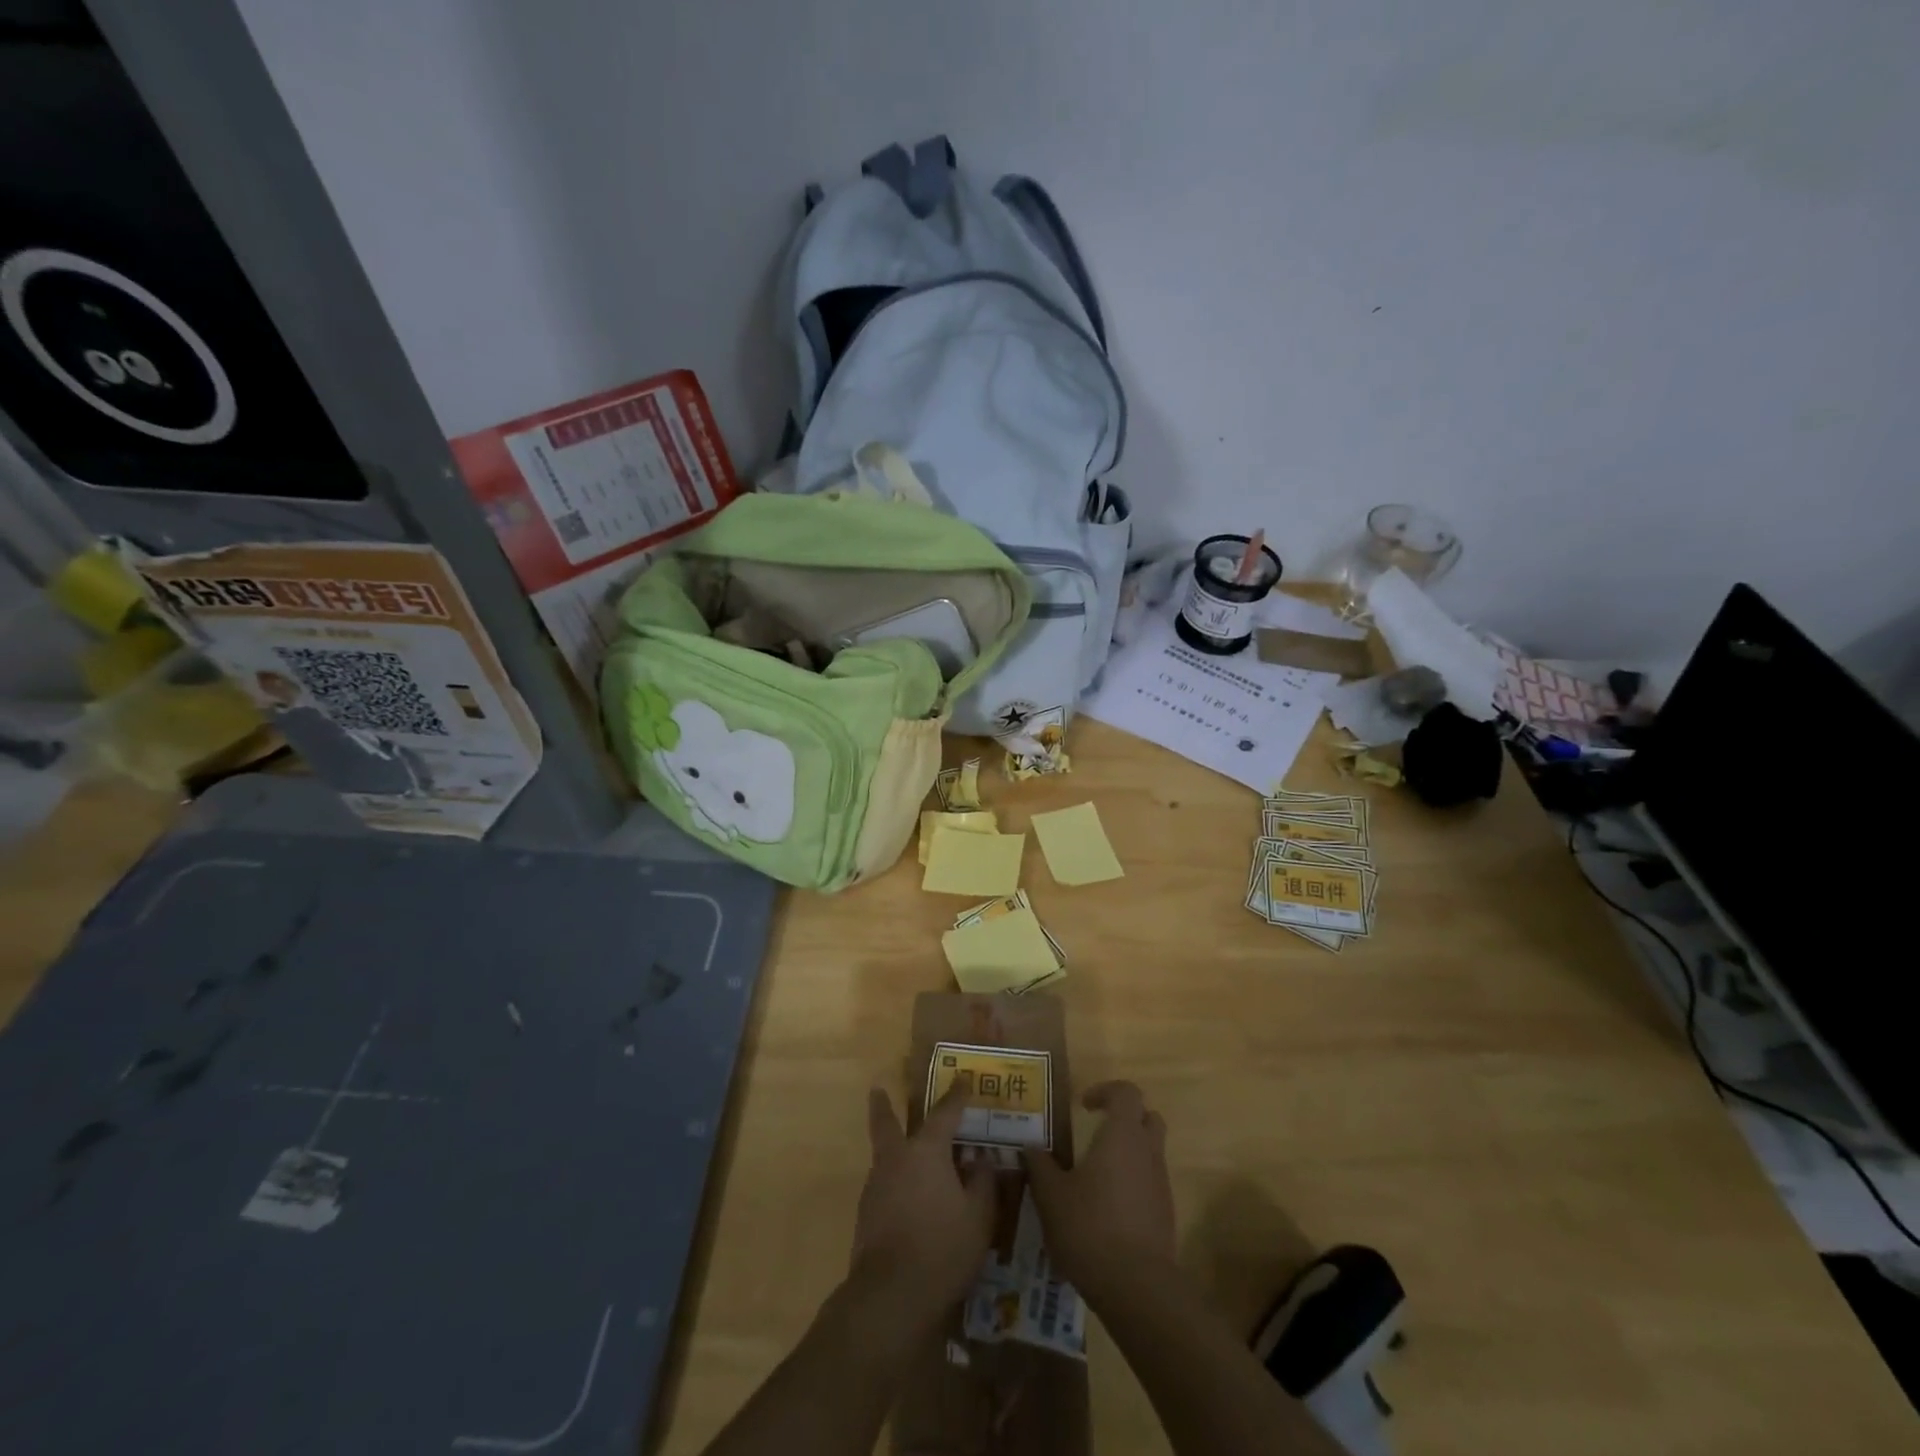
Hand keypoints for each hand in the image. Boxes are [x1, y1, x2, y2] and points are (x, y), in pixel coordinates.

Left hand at [851, 1086, 996, 1323]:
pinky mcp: (866, 1216)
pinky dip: (896, 1183)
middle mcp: (896, 1159)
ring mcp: (876, 1187)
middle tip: (878, 1088)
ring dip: (893, 1148)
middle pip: (886, 1123)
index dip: (956, 1096)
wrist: (890, 1297)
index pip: (944, 1113)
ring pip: (884, 1156)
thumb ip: (983, 1181)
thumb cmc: (942, 1248)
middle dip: (884, 1105)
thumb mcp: (979, 1215)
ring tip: (909, 1153)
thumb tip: (980, 1158)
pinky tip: (908, 1199)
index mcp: (926, 1151)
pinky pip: (885, 1186)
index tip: (964, 1079)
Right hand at [1023, 1080, 1176, 1301]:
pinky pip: (1151, 1184)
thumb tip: (1030, 1147)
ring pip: (1150, 1153)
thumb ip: (1040, 1166)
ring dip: (1128, 1154)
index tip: (1083, 1106)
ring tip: (1096, 1175)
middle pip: (1148, 1118)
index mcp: (1122, 1135)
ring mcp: (1161, 1185)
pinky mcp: (1166, 1215)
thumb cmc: (1090, 1227)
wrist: (1138, 1288)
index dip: (1106, 1091)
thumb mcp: (1052, 1196)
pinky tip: (1107, 1210)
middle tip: (1097, 1132)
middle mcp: (1147, 1152)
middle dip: (1125, 1119)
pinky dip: (1133, 1185)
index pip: (1126, 1092)